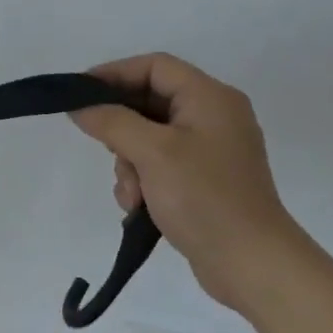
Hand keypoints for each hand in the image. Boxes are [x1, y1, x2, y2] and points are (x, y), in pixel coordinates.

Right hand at [69, 53, 307, 310]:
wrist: (252, 266)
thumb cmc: (204, 197)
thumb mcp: (152, 153)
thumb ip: (112, 121)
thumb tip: (80, 106)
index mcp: (210, 97)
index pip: (154, 66)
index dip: (114, 73)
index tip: (80, 92)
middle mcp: (214, 116)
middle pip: (150, 101)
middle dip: (121, 128)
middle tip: (103, 147)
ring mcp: (211, 150)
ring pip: (150, 137)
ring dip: (130, 162)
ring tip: (130, 193)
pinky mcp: (205, 180)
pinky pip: (161, 164)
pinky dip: (144, 180)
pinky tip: (139, 206)